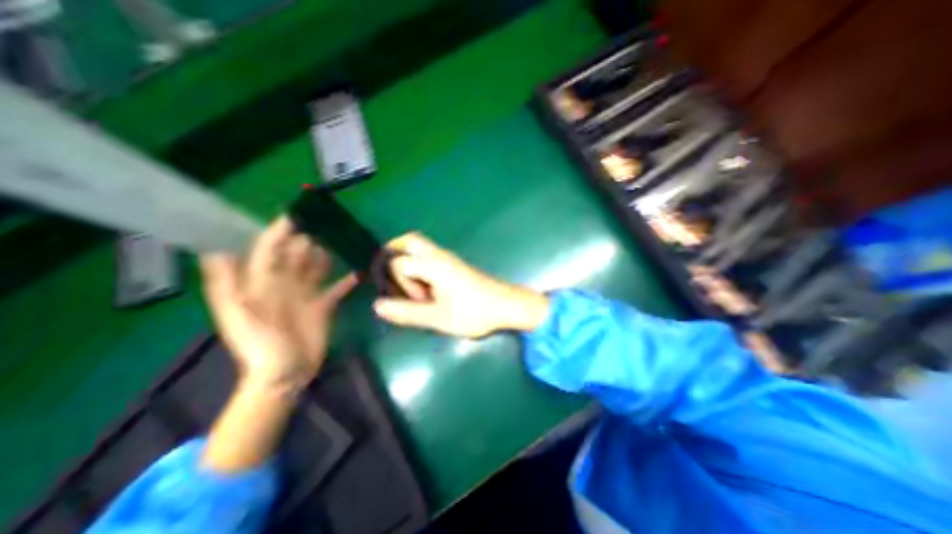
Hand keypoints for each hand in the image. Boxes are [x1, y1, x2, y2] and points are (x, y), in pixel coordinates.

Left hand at [201, 215, 356, 394]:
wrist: (284, 373)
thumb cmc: (259, 345)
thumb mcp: (238, 316)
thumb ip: (226, 285)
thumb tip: (217, 250)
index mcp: (262, 283)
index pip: (270, 250)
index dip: (279, 232)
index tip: (296, 215)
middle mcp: (285, 284)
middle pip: (297, 255)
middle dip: (308, 239)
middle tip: (326, 224)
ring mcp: (307, 294)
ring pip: (318, 267)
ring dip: (327, 255)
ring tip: (342, 241)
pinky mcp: (324, 305)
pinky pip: (338, 288)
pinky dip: (347, 280)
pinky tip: (359, 271)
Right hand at [372, 231, 550, 337]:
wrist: (506, 306)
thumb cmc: (473, 312)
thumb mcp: (437, 317)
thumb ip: (407, 312)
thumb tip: (377, 306)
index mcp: (433, 264)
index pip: (398, 262)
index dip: (396, 283)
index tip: (413, 301)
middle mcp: (440, 255)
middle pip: (410, 241)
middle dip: (394, 254)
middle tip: (391, 278)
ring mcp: (449, 259)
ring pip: (420, 248)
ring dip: (409, 264)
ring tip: (416, 291)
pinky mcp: (455, 266)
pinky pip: (430, 258)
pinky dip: (420, 268)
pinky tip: (427, 290)